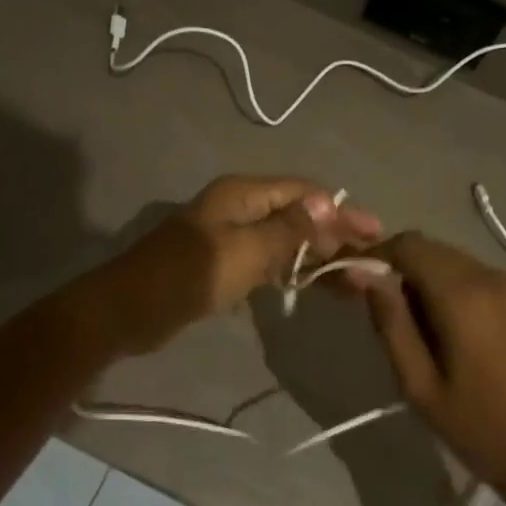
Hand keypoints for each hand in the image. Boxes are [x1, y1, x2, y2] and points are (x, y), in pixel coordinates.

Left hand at [87, 175, 382, 356]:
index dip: (342, 211)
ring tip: (356, 283)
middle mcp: (241, 208)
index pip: (305, 193)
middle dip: (336, 238)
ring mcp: (232, 237)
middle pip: (300, 216)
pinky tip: (318, 287)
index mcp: (244, 194)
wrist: (128, 311)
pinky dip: (295, 273)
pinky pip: (270, 262)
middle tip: (373, 265)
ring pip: (288, 242)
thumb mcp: (245, 251)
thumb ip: (289, 229)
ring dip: (320, 259)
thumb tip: (328, 203)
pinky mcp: (225, 264)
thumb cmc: (188, 276)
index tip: (377, 233)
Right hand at [359, 233, 505, 495]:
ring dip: (433, 281)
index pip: (409, 245)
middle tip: (391, 314)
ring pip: (460, 264)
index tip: (360, 282)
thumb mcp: (421, 387)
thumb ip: (391, 323)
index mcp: (463, 296)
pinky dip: (462, 291)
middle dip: (404, 270)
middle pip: (435, 250)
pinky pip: (485, 281)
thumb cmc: (481, 428)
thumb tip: (362, 274)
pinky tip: (462, 334)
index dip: (378, 254)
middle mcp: (493, 278)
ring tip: (426, 331)